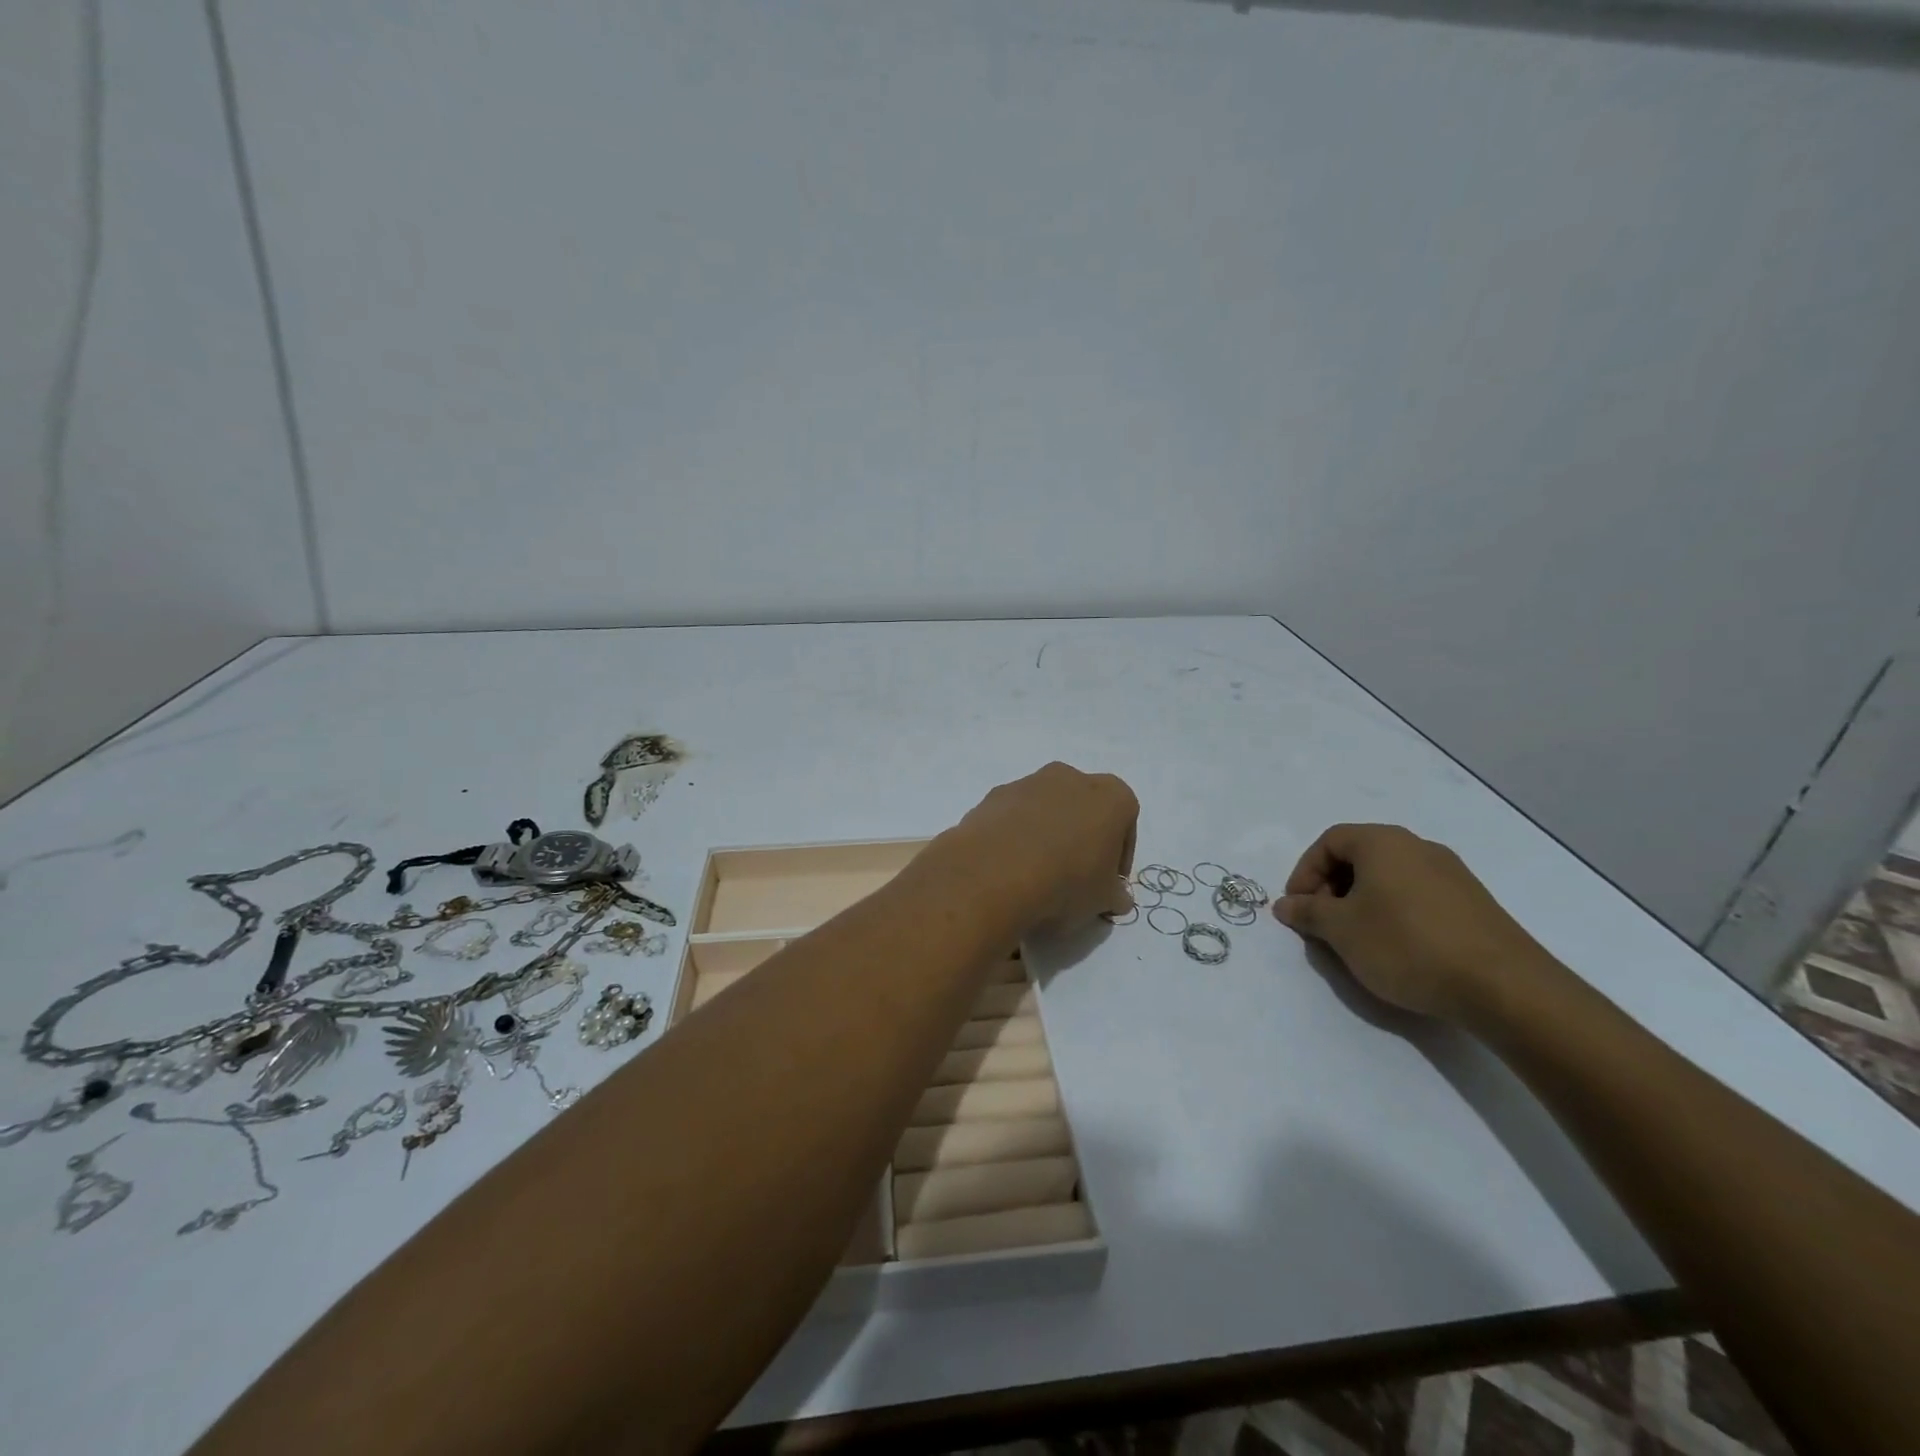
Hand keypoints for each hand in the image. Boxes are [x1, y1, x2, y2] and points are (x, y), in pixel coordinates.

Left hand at [931, 762, 1138, 934]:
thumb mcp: (1103, 900)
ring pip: (1047, 809)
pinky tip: (1009, 867)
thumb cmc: (1066, 882)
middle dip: (1082, 838)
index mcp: (1110, 795)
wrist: (994, 873)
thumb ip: (1116, 895)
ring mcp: (1028, 782)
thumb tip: (1116, 896)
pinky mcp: (994, 796)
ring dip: (1047, 834)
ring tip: (1037, 875)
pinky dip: (1015, 835)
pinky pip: (1014, 816)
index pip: (1125, 822)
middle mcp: (1071, 777)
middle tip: (1075, 876)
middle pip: (1084, 809)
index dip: (1119, 855)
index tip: (1108, 882)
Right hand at [1273, 824, 1545, 1021]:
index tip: (1298, 907)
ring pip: (1389, 878)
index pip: (1329, 841)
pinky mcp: (1473, 904)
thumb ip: (1308, 912)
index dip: (1305, 872)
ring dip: (1362, 903)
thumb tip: (1286, 904)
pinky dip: (1394, 913)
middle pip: (1359, 856)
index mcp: (1383, 842)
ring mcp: (1451, 874)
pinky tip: (1397, 949)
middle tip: (1323, 924)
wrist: (1504, 987)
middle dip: (1332, 888)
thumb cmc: (1406, 945)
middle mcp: (1418, 847)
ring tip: (1357, 941)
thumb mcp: (1341, 930)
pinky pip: (1417, 896)